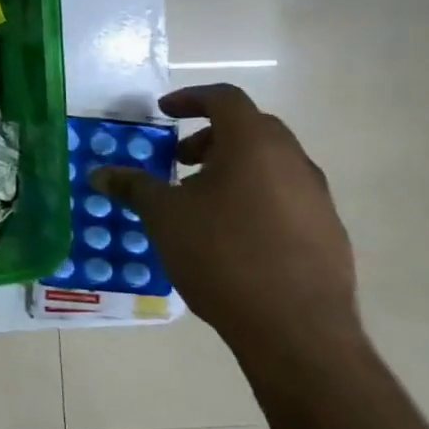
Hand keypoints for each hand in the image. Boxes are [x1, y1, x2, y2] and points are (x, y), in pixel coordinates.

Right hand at [91, 84, 360, 365]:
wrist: (297, 330)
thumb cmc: (222, 256)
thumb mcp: (164, 217)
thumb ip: (133, 187)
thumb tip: (99, 174)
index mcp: (254, 145)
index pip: (224, 98)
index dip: (190, 98)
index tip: (164, 112)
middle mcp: (293, 160)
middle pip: (252, 128)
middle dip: (211, 136)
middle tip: (181, 159)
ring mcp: (317, 197)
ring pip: (271, 163)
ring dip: (234, 167)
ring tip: (202, 201)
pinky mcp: (329, 232)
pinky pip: (287, 196)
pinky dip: (256, 196)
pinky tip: (233, 235)